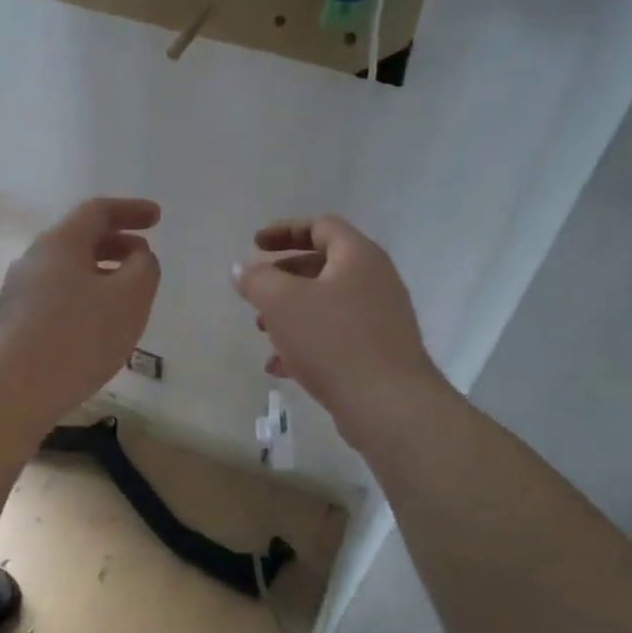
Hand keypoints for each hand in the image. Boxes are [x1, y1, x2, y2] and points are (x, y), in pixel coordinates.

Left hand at [0, 198, 161, 427]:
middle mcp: (34, 260)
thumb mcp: (129, 298)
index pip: (98, 211)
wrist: (13, 390)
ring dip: (101, 273)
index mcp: (60, 243)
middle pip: (80, 239)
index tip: (158, 219)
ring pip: (68, 270)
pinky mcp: (15, 322)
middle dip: (117, 243)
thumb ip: (143, 268)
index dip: (131, 210)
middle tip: (144, 257)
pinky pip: (57, 297)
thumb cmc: (78, 337)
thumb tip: (138, 257)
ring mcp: (19, 292)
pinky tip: (98, 326)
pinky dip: (84, 297)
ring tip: (126, 296)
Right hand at [233, 215, 441, 440]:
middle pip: (323, 265)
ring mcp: (380, 318)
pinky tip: (280, 367)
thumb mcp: (282, 303)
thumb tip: (242, 268)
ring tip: (263, 332)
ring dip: (290, 313)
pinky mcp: (378, 352)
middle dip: (283, 277)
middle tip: (256, 292)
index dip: (284, 230)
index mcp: (358, 256)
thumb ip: (257, 279)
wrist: (389, 406)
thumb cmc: (333, 341)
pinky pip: (336, 336)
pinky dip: (306, 343)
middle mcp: (375, 280)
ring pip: (326, 304)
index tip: (254, 244)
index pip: (321, 226)